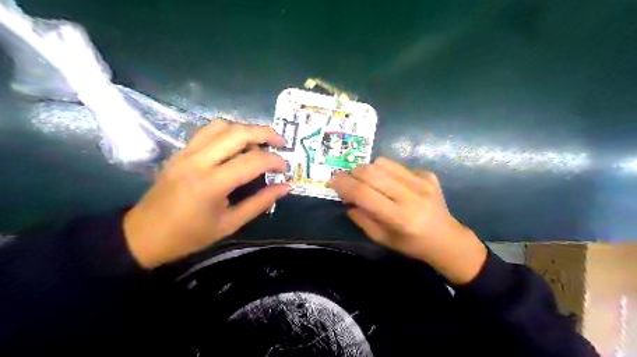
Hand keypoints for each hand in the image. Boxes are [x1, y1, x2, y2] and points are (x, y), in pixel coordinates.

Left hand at [122, 119, 290, 267]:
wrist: (143, 235)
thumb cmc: (189, 236)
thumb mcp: (230, 224)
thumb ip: (260, 202)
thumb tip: (286, 187)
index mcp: (212, 184)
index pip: (252, 161)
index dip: (275, 161)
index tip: (285, 168)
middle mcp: (198, 161)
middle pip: (238, 132)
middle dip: (265, 133)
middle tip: (281, 143)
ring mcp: (186, 153)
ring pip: (221, 125)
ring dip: (245, 129)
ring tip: (259, 143)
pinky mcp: (180, 151)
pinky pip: (207, 131)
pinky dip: (227, 132)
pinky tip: (236, 145)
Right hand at [331, 157, 485, 285]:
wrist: (447, 238)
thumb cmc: (411, 244)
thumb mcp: (382, 239)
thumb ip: (361, 218)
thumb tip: (346, 199)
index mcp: (399, 217)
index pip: (364, 193)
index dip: (344, 184)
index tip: (332, 180)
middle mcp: (411, 195)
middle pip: (371, 172)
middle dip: (353, 173)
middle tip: (347, 180)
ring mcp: (422, 181)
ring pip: (383, 162)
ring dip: (368, 170)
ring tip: (369, 182)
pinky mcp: (428, 174)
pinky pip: (397, 165)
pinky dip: (386, 172)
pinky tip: (392, 184)